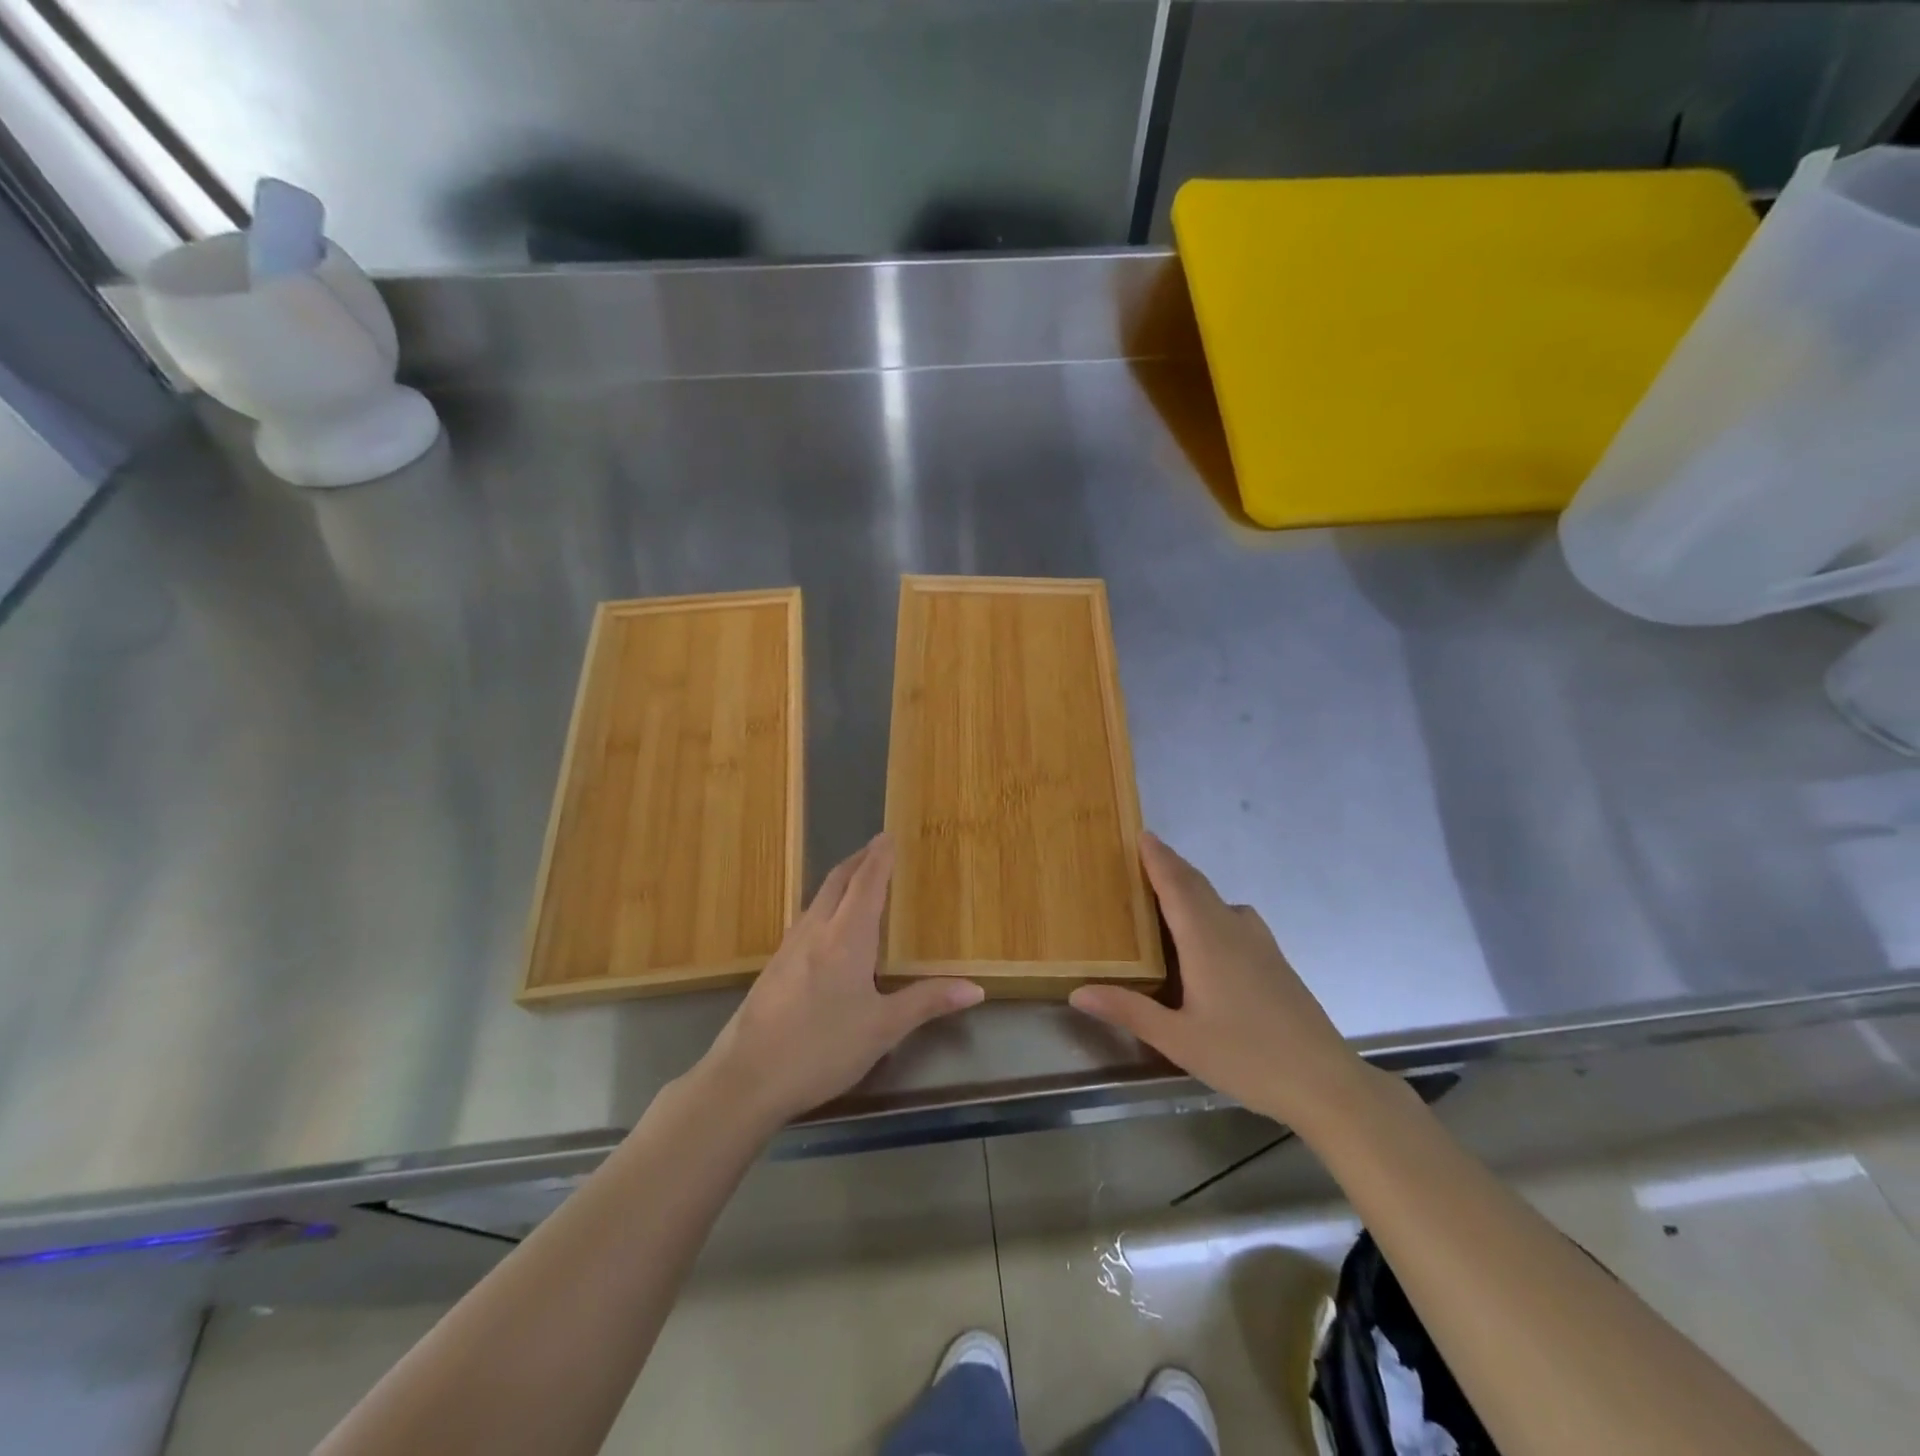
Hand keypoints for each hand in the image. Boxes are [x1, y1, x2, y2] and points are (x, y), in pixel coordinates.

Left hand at [696, 833, 983, 1128]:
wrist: (745, 1079)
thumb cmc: (821, 1049)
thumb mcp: (882, 1029)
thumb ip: (927, 1002)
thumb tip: (976, 989)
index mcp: (846, 938)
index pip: (866, 884)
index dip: (879, 857)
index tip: (889, 835)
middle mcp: (815, 931)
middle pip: (837, 882)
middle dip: (858, 861)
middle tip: (877, 849)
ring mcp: (789, 948)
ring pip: (817, 899)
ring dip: (840, 882)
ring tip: (858, 881)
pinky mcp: (773, 967)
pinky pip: (806, 920)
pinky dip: (825, 907)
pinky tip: (828, 929)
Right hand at [1069, 833, 1368, 1126]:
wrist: (1325, 1082)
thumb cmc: (1245, 1057)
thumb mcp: (1178, 1040)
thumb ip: (1129, 1010)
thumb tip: (1078, 991)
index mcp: (1206, 940)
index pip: (1176, 885)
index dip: (1158, 858)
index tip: (1141, 834)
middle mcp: (1233, 930)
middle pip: (1198, 886)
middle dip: (1171, 866)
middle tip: (1144, 854)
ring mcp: (1260, 944)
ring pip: (1219, 900)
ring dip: (1192, 887)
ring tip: (1167, 892)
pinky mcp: (1275, 960)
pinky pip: (1234, 918)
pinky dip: (1211, 908)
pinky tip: (1207, 935)